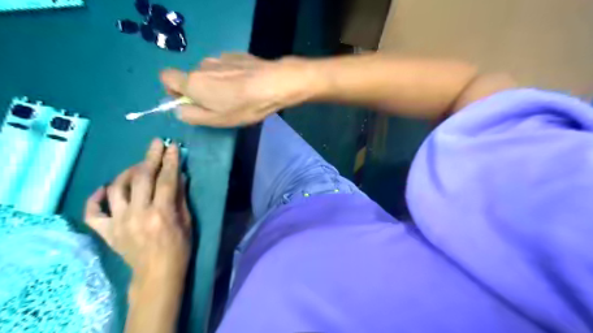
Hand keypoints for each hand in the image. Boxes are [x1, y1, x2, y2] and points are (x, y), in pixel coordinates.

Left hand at [86, 139, 190, 283]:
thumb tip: (179, 175)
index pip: (166, 179)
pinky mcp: (106, 231)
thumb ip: (181, 197)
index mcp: (161, 213)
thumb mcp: (187, 221)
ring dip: (127, 172)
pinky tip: (104, 189)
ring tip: (137, 166)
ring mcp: (118, 222)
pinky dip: (95, 198)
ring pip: (117, 188)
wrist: (157, 273)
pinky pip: (93, 211)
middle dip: (150, 157)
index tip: (172, 146)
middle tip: (156, 144)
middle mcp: (137, 214)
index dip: (170, 161)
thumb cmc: (179, 247)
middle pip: (142, 178)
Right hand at [157, 53, 314, 126]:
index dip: (172, 89)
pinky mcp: (236, 55)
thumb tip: (178, 109)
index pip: (165, 77)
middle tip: (220, 104)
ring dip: (216, 83)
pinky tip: (246, 83)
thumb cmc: (244, 106)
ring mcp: (219, 58)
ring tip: (237, 95)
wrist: (273, 83)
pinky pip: (225, 66)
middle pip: (191, 77)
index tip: (188, 101)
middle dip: (199, 90)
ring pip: (209, 72)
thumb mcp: (217, 119)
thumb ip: (192, 115)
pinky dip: (229, 75)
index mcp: (192, 82)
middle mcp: (201, 66)